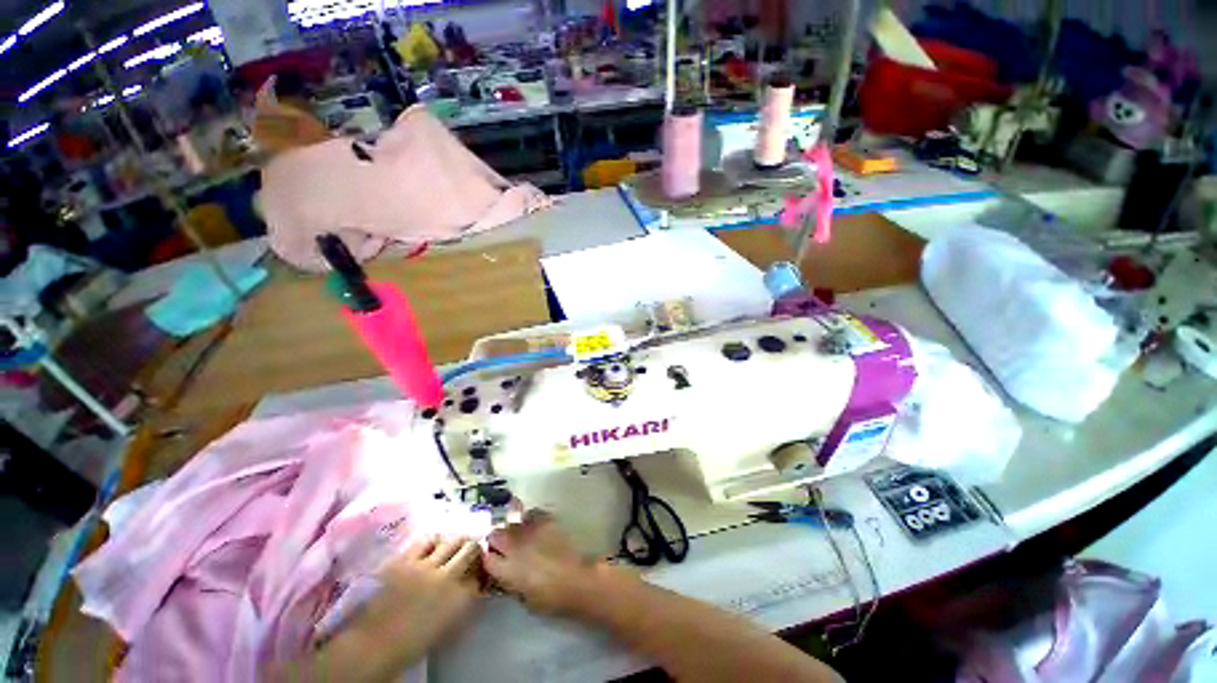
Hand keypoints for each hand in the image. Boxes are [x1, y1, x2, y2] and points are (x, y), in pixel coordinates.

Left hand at [367, 536, 482, 649]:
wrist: (374, 645)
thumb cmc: (413, 642)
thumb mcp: (449, 627)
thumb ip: (465, 603)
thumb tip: (475, 586)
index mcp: (461, 598)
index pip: (481, 572)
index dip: (481, 568)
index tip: (479, 569)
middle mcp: (448, 577)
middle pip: (471, 549)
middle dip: (473, 549)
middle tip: (470, 552)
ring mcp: (426, 566)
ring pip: (453, 540)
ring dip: (456, 542)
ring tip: (452, 546)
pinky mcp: (406, 560)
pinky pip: (426, 540)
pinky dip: (433, 541)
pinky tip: (431, 547)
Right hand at [483, 510, 604, 615]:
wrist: (576, 580)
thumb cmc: (549, 598)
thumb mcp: (522, 597)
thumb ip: (509, 582)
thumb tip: (505, 573)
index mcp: (506, 569)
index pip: (486, 558)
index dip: (488, 558)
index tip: (491, 559)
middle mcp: (514, 546)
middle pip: (495, 535)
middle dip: (496, 540)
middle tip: (503, 546)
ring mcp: (530, 530)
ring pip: (512, 523)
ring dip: (513, 530)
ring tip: (520, 536)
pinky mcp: (545, 520)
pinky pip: (532, 514)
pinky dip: (530, 519)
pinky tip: (534, 526)